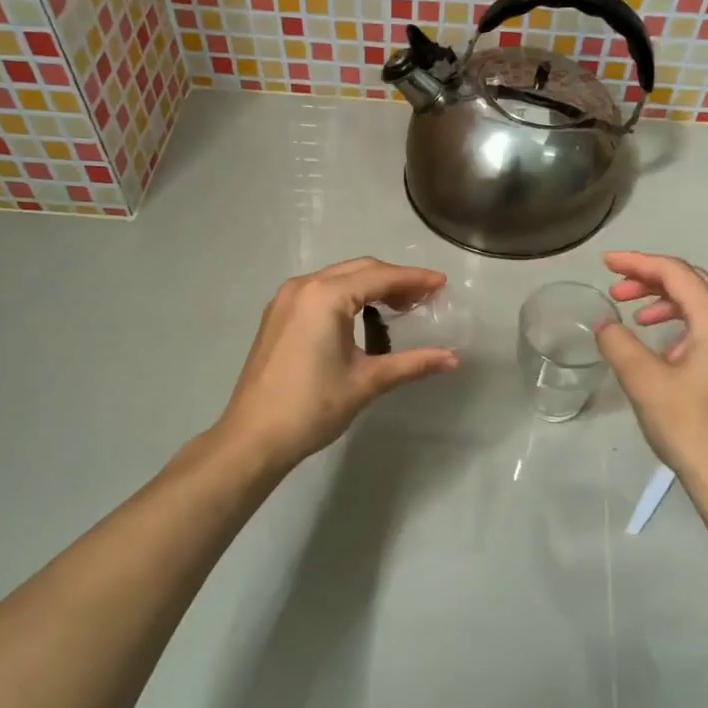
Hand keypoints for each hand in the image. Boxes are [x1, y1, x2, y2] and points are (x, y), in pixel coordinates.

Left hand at [216, 258, 459, 467]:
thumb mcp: (367, 382)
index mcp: (326, 296)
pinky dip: (347, 296)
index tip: (442, 284)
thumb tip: (453, 360)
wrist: (254, 437)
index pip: (380, 277)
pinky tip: (363, 317)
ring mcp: (285, 300)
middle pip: (359, 270)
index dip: (415, 279)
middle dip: (394, 280)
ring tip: (400, 307)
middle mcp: (303, 287)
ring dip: (370, 287)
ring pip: (338, 279)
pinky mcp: (277, 316)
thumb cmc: (313, 407)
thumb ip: (412, 364)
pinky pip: (320, 292)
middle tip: (425, 298)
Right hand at [596, 251, 707, 489]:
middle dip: (651, 279)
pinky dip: (676, 323)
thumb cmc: (689, 425)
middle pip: (691, 283)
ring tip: (631, 313)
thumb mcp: (644, 381)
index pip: (676, 273)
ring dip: (662, 301)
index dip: (639, 263)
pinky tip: (656, 342)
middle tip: (615, 287)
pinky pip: (703, 328)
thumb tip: (605, 325)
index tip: (606, 263)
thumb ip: (620, 344)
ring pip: (699, 305)